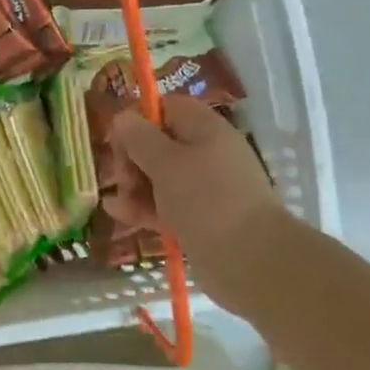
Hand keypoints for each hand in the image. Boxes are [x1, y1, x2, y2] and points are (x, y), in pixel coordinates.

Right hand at [105, 95, 283, 257]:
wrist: (251, 260)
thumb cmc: (206, 200)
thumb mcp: (165, 163)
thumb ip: (139, 138)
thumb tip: (123, 117)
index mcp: (205, 129)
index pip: (166, 108)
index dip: (139, 119)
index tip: (118, 141)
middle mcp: (206, 153)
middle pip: (158, 143)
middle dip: (131, 159)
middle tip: (122, 178)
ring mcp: (204, 188)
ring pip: (158, 177)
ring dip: (133, 187)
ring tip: (118, 205)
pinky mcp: (199, 218)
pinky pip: (165, 205)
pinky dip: (143, 208)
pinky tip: (120, 215)